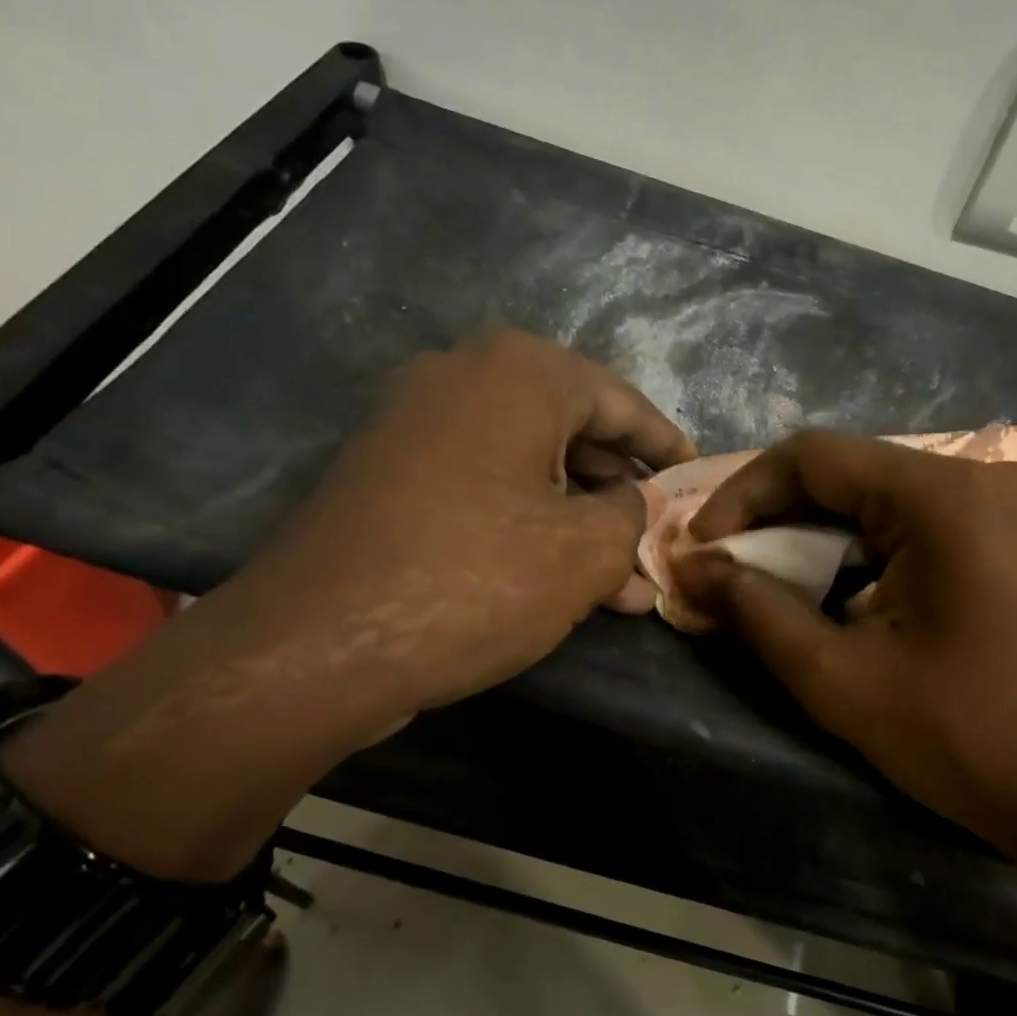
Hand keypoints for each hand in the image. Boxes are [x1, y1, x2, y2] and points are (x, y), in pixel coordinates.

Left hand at [2, 332, 692, 878]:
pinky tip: (560, 577)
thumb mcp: (584, 551)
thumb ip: (632, 515)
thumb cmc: (474, 578)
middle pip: (571, 430)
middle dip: (621, 493)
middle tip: (659, 538)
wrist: (318, 642)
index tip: (698, 476)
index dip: (666, 444)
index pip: (620, 400)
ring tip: (624, 580)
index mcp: (519, 372)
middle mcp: (463, 377)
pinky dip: (526, 523)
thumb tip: (638, 501)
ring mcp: (415, 424)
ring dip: (577, 519)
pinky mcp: (387, 474)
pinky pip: (482, 486)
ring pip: (526, 465)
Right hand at [672, 431, 1016, 842]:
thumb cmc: (965, 739)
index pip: (815, 457)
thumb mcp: (838, 678)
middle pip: (851, 473)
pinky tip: (841, 593)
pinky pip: (920, 521)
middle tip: (728, 570)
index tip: (701, 547)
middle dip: (778, 520)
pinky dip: (866, 550)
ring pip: (883, 497)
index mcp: (946, 495)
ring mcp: (1011, 505)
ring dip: (820, 537)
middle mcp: (984, 476)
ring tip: (773, 585)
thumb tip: (688, 568)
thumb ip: (753, 611)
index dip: (743, 494)